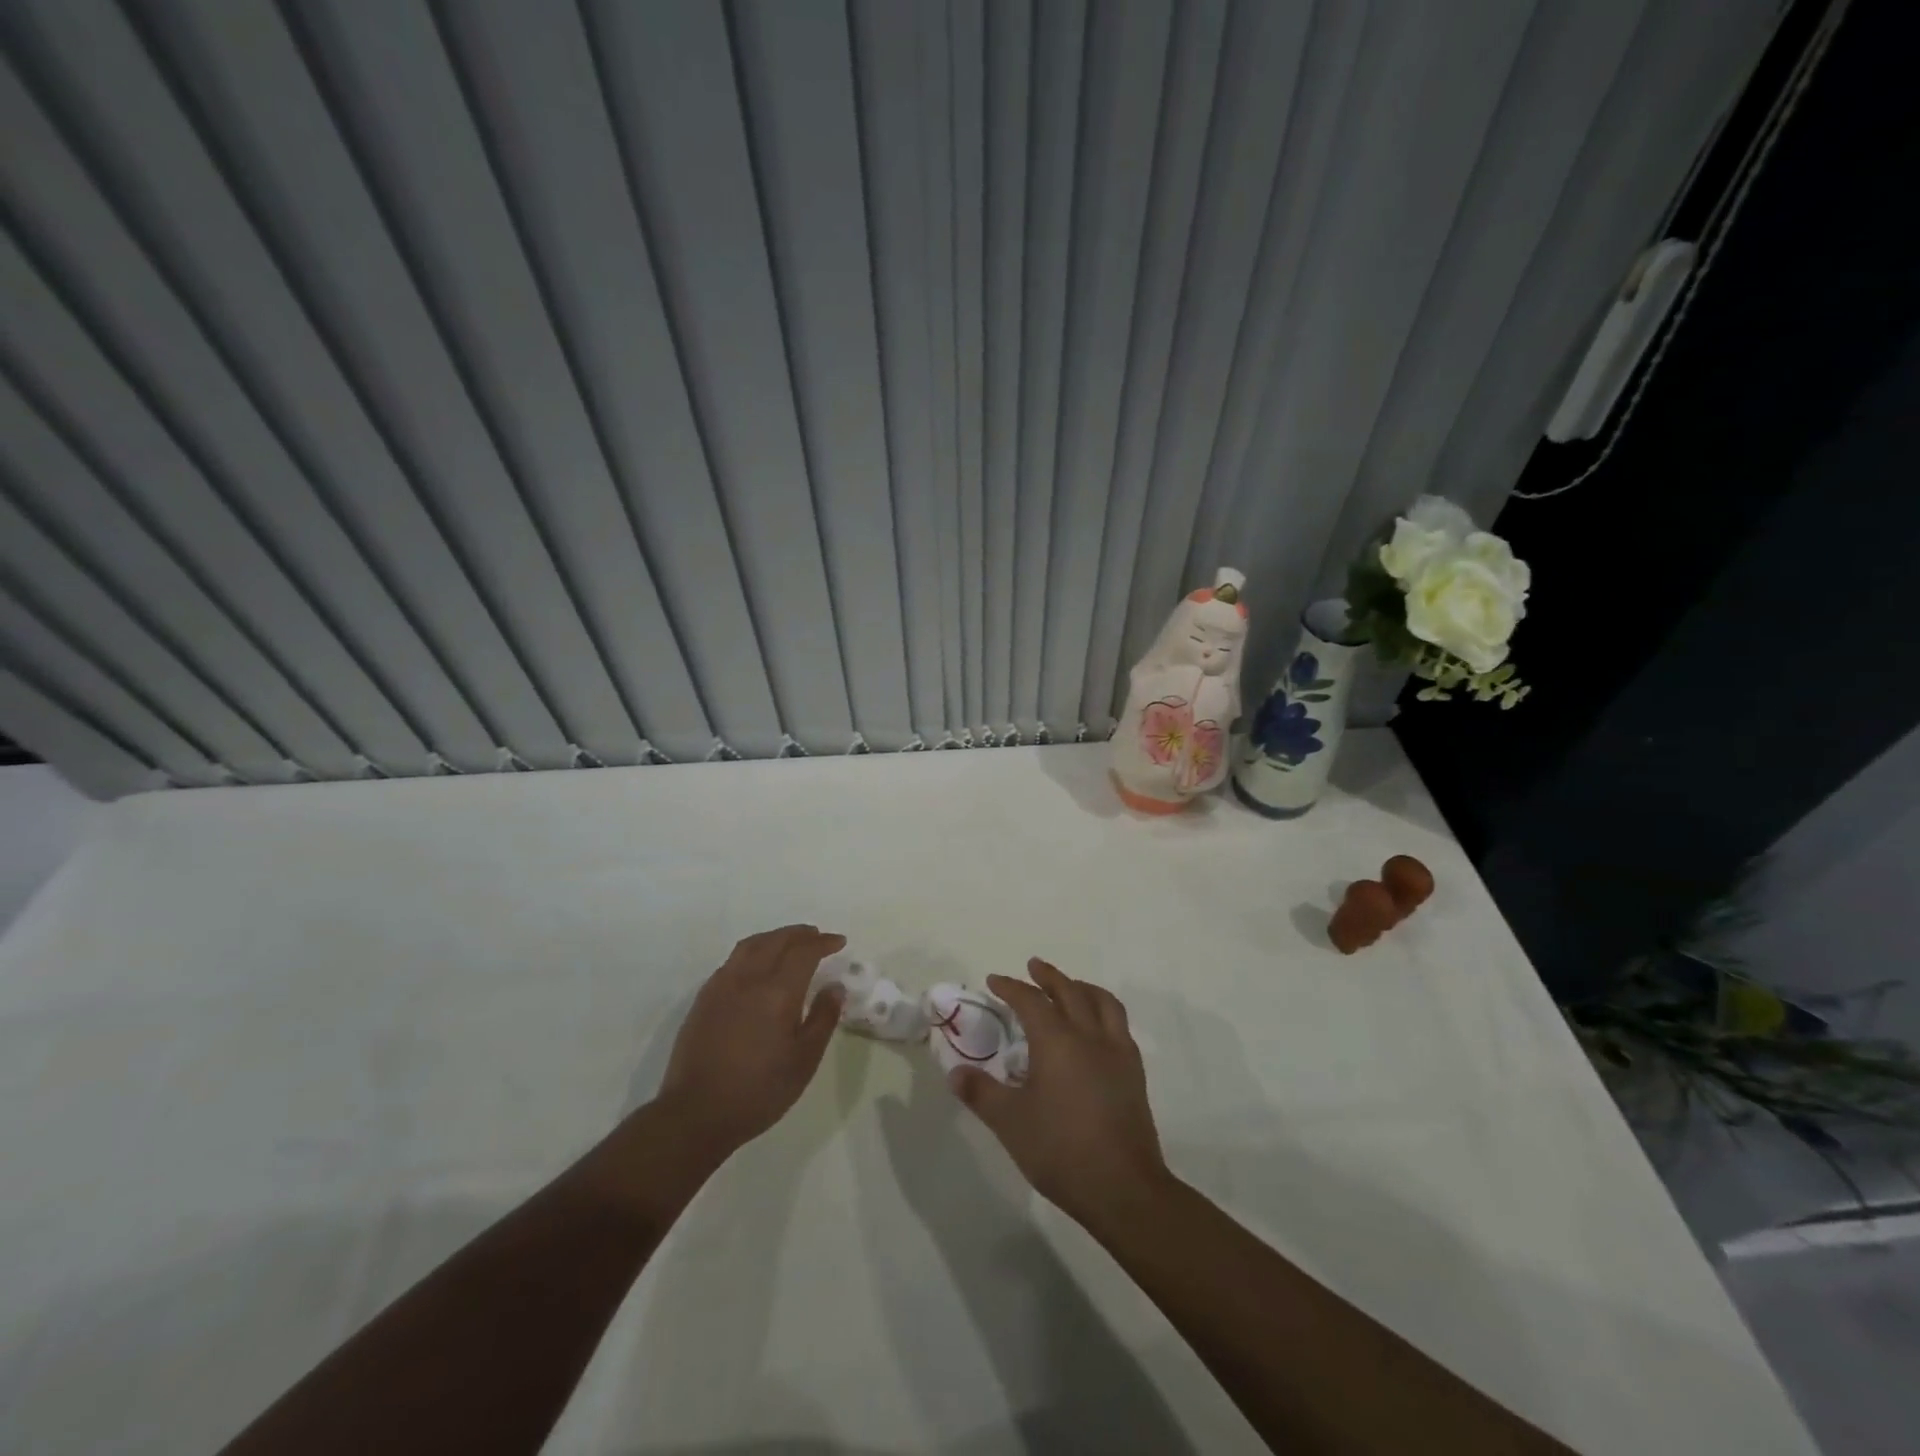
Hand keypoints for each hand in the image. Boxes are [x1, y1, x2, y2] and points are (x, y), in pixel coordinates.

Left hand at [653, 925, 846, 1158]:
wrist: (696, 1113)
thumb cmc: (759, 1091)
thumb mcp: (804, 1060)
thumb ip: (822, 1018)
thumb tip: (834, 987)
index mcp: (777, 992)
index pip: (804, 952)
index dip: (823, 942)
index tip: (839, 942)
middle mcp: (748, 979)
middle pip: (776, 940)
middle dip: (800, 934)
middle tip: (817, 936)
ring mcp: (721, 986)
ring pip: (751, 945)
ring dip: (774, 937)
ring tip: (789, 943)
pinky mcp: (704, 998)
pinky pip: (732, 961)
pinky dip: (753, 952)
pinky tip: (757, 967)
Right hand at [948, 958, 1170, 1227]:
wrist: (1122, 1187)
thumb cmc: (1060, 1150)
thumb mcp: (1010, 1123)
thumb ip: (981, 1093)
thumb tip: (955, 1072)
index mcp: (1056, 1041)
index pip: (1030, 1001)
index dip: (1011, 987)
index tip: (994, 980)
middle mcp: (1089, 1035)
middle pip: (1069, 991)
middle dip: (1048, 976)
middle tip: (1033, 966)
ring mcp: (1117, 1052)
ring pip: (1102, 1002)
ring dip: (1081, 987)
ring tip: (1069, 987)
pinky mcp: (1134, 1072)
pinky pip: (1119, 1025)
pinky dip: (1103, 1011)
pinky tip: (1096, 1028)